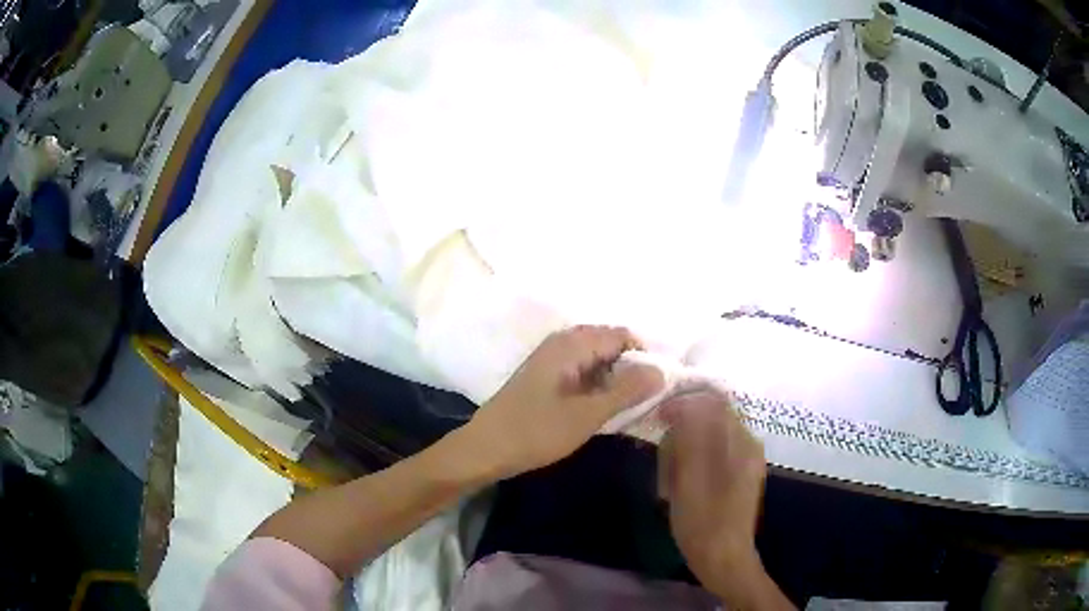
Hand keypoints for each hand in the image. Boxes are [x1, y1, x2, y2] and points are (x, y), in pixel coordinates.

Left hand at [465, 326, 663, 478]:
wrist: (486, 449)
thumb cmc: (536, 431)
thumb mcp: (588, 414)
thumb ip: (627, 391)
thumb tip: (662, 371)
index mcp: (572, 343)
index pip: (623, 335)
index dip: (645, 358)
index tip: (657, 388)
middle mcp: (562, 342)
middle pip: (610, 344)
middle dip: (631, 369)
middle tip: (644, 401)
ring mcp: (552, 358)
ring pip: (597, 360)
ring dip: (615, 380)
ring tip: (627, 408)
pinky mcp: (546, 376)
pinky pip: (582, 371)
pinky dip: (598, 386)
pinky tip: (603, 409)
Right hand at [658, 389, 786, 607]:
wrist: (723, 558)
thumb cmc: (702, 521)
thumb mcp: (689, 477)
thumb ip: (690, 436)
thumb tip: (684, 403)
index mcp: (741, 442)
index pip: (713, 402)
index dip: (683, 404)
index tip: (658, 419)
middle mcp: (748, 445)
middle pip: (710, 419)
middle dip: (681, 434)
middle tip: (663, 462)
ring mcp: (745, 461)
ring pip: (708, 438)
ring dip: (684, 452)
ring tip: (669, 480)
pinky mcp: (739, 476)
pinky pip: (712, 455)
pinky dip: (692, 465)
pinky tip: (680, 486)